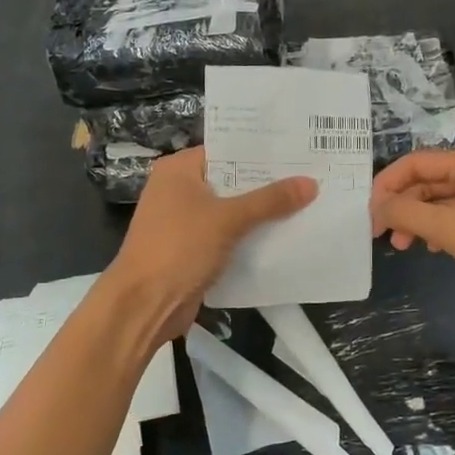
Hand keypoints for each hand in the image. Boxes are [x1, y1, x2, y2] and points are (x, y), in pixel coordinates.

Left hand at [104, 147, 316, 349]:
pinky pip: (226, 235)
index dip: (261, 151)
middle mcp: (178, 189)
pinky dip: (248, 236)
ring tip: (306, 202)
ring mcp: (183, 221)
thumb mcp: (228, 219)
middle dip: (266, 184)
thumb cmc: (179, 248)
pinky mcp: (190, 249)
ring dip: (260, 212)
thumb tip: (311, 183)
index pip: (226, 150)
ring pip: (230, 210)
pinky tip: (283, 235)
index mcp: (178, 170)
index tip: (299, 150)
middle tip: (311, 175)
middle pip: (230, 180)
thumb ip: (270, 200)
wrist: (143, 305)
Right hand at [370, 148, 454, 327]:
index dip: (388, 184)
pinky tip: (431, 249)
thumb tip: (376, 205)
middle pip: (429, 181)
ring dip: (419, 220)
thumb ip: (408, 213)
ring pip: (443, 202)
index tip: (369, 213)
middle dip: (403, 206)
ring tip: (404, 247)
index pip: (417, 162)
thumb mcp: (453, 230)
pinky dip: (440, 230)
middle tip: (384, 235)